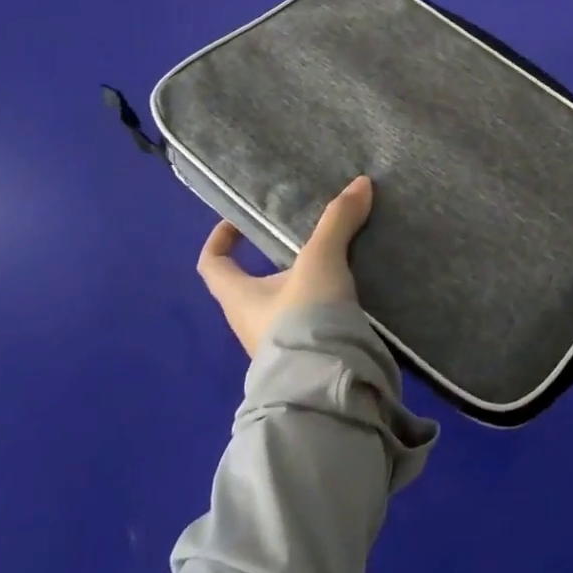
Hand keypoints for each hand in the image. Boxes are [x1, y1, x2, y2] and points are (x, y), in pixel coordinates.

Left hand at [196, 176, 372, 356]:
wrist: (324, 389)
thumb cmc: (303, 319)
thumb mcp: (321, 262)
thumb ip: (338, 222)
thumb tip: (360, 182)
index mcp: (238, 298)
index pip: (212, 265)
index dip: (220, 240)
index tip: (239, 222)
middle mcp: (249, 324)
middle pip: (251, 285)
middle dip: (274, 262)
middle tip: (307, 240)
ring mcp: (277, 347)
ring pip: (283, 307)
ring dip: (303, 286)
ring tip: (337, 263)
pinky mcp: (305, 360)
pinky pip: (309, 325)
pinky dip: (324, 308)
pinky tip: (351, 295)